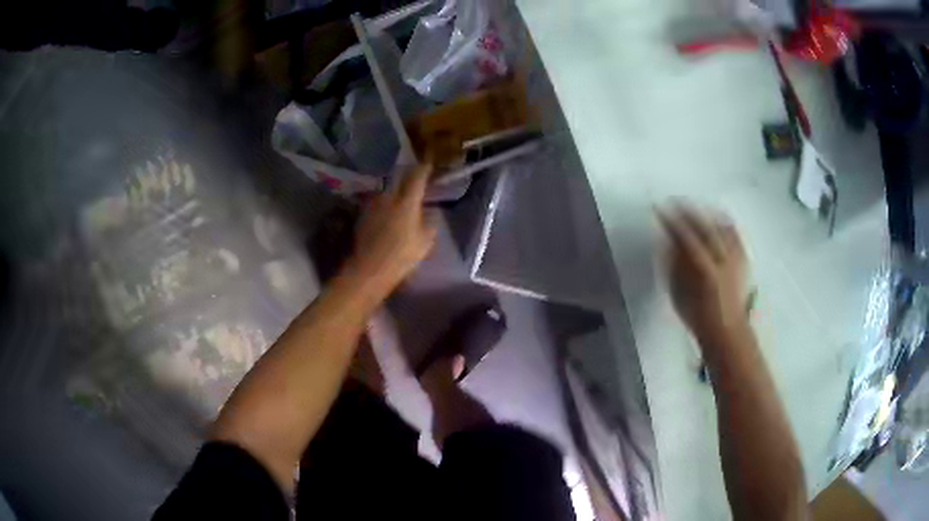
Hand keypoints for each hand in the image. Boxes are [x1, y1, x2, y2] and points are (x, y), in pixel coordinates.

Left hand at [349, 162, 436, 293]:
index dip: (423, 169)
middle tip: (415, 183)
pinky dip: (385, 207)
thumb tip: (429, 216)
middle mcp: (388, 197)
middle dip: (408, 180)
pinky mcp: (363, 216)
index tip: (428, 165)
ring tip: (401, 202)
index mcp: (406, 202)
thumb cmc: (401, 256)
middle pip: (399, 182)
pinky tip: (388, 217)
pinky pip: (378, 205)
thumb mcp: (424, 243)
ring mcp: (373, 205)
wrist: (368, 269)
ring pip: (387, 194)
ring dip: (395, 195)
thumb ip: (429, 225)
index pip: (416, 177)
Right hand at [658, 205, 748, 343]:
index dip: (672, 221)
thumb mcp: (678, 294)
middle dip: (688, 211)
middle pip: (705, 227)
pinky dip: (724, 222)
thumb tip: (667, 242)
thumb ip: (673, 266)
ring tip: (695, 207)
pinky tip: (717, 218)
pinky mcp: (744, 259)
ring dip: (706, 213)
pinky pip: (735, 234)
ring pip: (721, 227)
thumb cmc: (698, 316)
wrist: (726, 329)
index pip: (686, 237)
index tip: (660, 210)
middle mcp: (723, 260)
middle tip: (675, 203)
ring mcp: (736, 259)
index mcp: (704, 270)